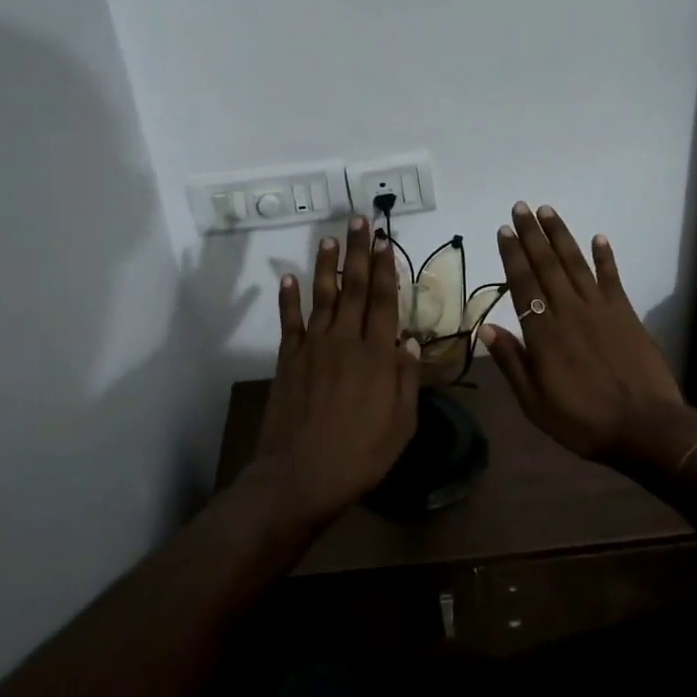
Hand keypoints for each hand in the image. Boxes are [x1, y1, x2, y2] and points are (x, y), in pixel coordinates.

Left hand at [254, 216, 420, 519]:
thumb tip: (409, 340)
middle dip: (358, 252)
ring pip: (323, 296)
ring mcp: (313, 347)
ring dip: (327, 265)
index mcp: (377, 355)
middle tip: (359, 221)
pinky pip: (289, 321)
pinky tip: (288, 276)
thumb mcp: (401, 424)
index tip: (384, 241)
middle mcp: (345, 341)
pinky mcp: (288, 359)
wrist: (300, 475)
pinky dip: (288, 297)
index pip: (384, 301)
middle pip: (355, 288)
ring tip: (330, 237)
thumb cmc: (360, 455)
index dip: (385, 268)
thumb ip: (406, 379)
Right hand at [480, 203, 684, 466]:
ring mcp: (600, 309)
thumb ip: (512, 362)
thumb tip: (486, 328)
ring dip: (561, 236)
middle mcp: (569, 311)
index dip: (512, 255)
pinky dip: (605, 257)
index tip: (504, 231)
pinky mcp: (626, 314)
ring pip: (576, 263)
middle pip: (547, 265)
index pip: (523, 284)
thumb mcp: (535, 403)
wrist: (645, 428)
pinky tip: (599, 237)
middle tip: (520, 207)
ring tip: (547, 211)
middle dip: (531, 235)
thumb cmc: (583, 421)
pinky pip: (612, 278)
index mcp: (543, 334)